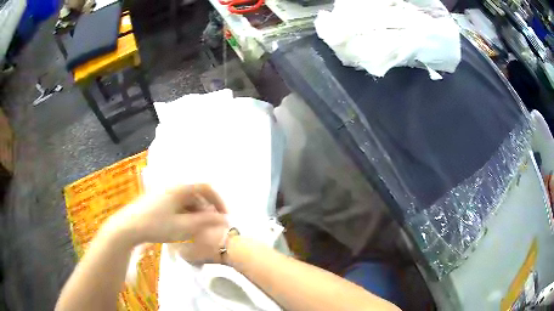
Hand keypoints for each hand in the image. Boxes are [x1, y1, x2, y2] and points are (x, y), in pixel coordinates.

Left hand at [103, 184, 228, 251]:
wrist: (128, 227)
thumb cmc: (156, 226)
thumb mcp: (184, 227)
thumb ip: (206, 222)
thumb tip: (224, 219)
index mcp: (180, 188)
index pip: (206, 188)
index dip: (218, 201)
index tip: (224, 216)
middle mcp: (173, 186)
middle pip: (196, 194)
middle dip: (207, 209)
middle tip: (211, 225)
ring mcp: (163, 192)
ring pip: (186, 200)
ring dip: (196, 212)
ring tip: (198, 229)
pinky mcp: (157, 200)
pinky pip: (177, 204)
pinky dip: (185, 213)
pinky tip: (183, 226)